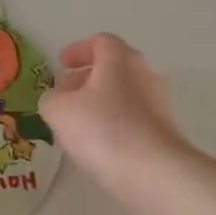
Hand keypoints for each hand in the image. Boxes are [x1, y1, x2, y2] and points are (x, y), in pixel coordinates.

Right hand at [39, 34, 189, 202]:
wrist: (153, 172)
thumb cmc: (103, 130)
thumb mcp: (59, 111)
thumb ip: (51, 99)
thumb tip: (56, 99)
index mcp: (120, 59)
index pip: (100, 41)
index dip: (78, 50)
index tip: (61, 64)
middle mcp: (144, 73)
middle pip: (114, 67)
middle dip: (87, 77)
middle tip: (66, 93)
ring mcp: (159, 103)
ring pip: (124, 93)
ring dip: (100, 102)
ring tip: (78, 123)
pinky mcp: (164, 130)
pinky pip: (134, 117)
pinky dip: (114, 122)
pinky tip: (99, 144)